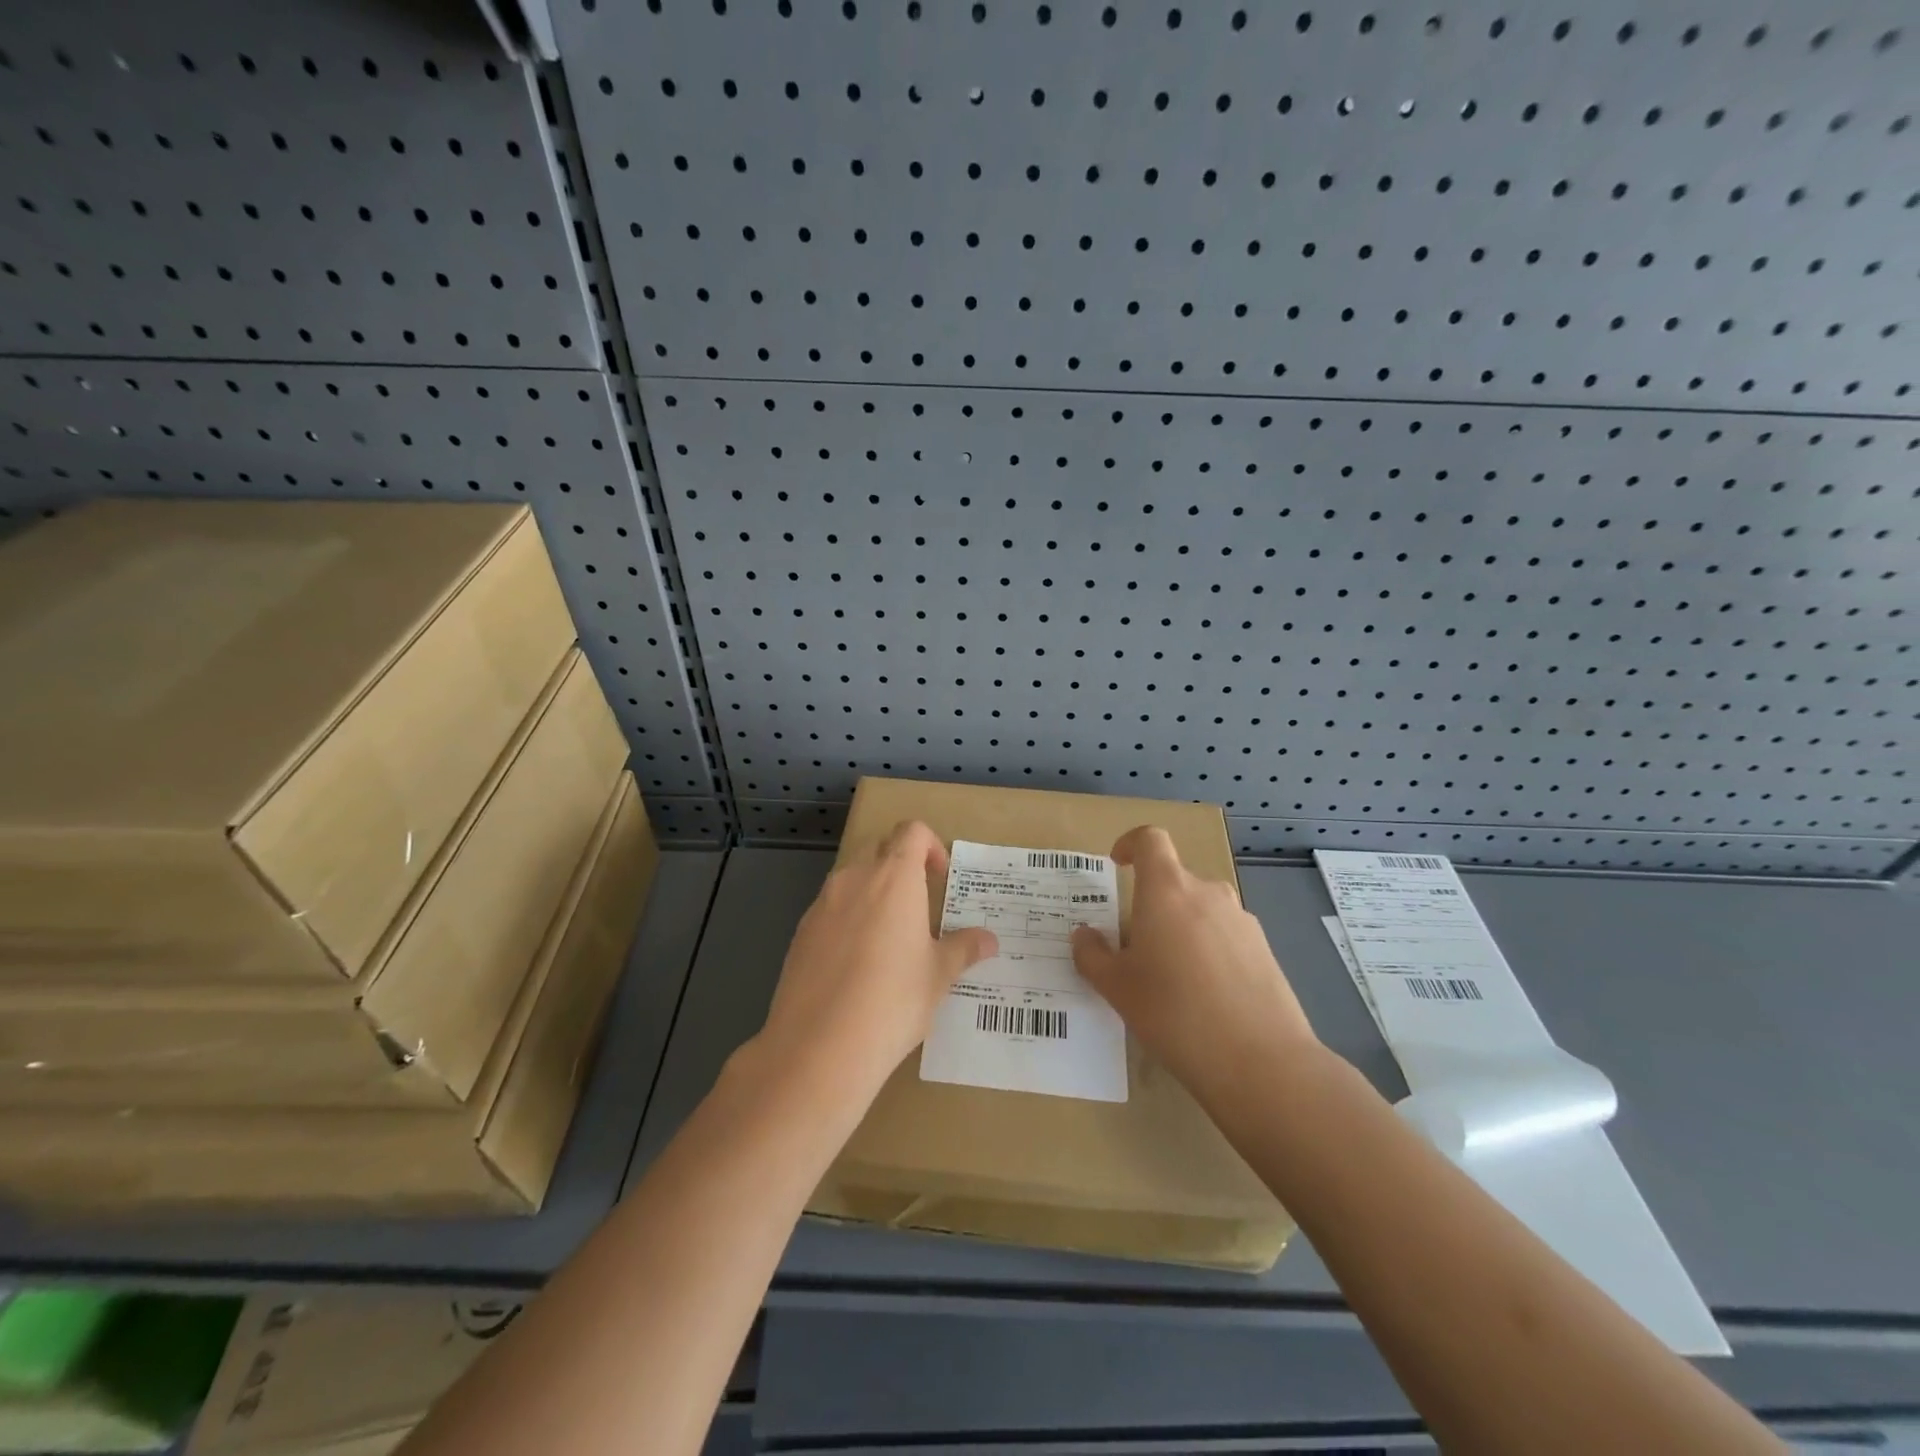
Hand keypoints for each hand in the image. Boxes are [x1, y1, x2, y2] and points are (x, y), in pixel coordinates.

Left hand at [753, 820, 997, 1106]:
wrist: (818, 1046)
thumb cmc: (893, 1001)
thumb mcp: (938, 976)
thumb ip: (963, 949)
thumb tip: (989, 940)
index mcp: (894, 878)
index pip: (911, 831)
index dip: (930, 845)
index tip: (940, 877)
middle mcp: (855, 879)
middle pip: (879, 847)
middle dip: (900, 864)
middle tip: (919, 903)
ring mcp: (822, 904)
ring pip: (851, 878)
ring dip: (872, 891)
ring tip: (889, 936)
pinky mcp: (800, 932)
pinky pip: (830, 909)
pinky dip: (847, 918)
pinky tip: (856, 963)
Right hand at [1072, 826, 1318, 1102]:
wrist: (1260, 1062)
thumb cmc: (1174, 1013)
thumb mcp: (1116, 988)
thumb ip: (1092, 955)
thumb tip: (1083, 936)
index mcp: (1166, 890)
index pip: (1150, 840)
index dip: (1130, 844)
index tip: (1117, 865)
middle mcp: (1207, 893)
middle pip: (1173, 881)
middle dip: (1151, 904)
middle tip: (1134, 949)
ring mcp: (1241, 921)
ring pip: (1200, 910)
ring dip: (1180, 929)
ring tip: (1170, 979)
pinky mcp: (1265, 950)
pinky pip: (1225, 936)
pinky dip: (1207, 951)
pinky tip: (1204, 998)